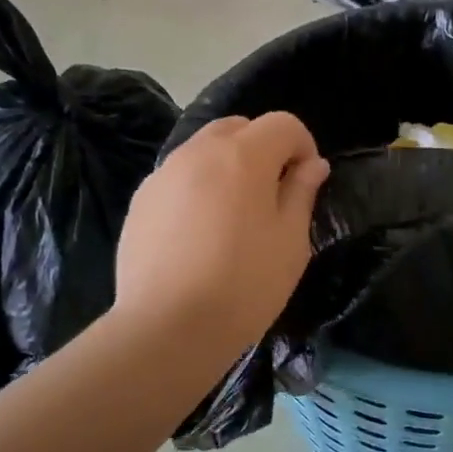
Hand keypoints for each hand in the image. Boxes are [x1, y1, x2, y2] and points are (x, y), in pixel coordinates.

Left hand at [114, 114, 329, 352]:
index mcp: (243, 156)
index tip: (306, 181)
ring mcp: (163, 174)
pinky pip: (178, 178)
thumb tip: (311, 165)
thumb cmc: (244, 285)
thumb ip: (302, 193)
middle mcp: (199, 152)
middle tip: (271, 194)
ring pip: (203, 150)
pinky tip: (199, 234)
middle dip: (262, 148)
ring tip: (233, 216)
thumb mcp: (291, 242)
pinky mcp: (140, 201)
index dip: (303, 146)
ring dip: (227, 166)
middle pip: (238, 127)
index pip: (283, 124)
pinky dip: (197, 188)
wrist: (168, 327)